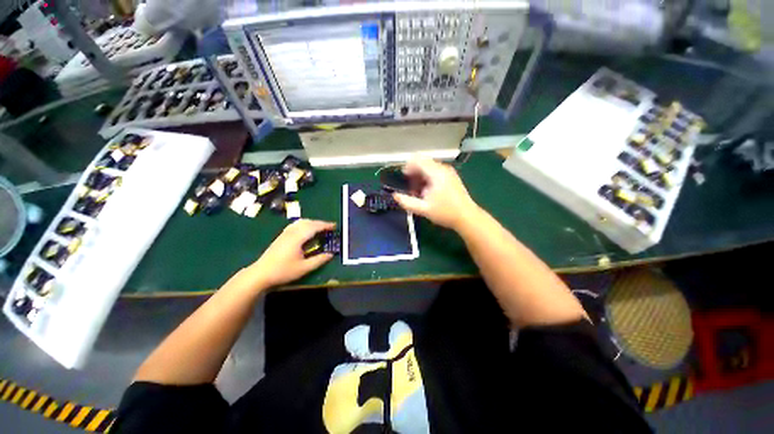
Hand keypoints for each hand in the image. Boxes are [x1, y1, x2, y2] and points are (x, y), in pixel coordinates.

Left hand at [247, 219, 335, 288]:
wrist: (260, 273)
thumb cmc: (283, 271)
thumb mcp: (304, 268)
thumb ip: (319, 260)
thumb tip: (331, 254)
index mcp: (297, 238)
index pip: (314, 227)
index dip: (325, 225)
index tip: (335, 226)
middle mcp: (291, 232)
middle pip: (308, 222)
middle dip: (320, 223)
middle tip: (329, 228)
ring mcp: (285, 233)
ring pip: (301, 222)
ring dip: (312, 223)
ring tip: (319, 228)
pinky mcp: (281, 236)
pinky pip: (296, 225)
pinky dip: (305, 224)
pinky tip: (306, 231)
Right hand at [392, 155, 480, 230]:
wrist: (467, 217)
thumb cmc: (445, 213)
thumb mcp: (424, 209)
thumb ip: (407, 202)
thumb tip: (394, 195)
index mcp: (436, 173)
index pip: (418, 159)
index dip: (407, 166)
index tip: (404, 178)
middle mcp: (443, 168)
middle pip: (423, 162)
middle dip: (414, 173)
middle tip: (411, 189)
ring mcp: (448, 172)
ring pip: (429, 167)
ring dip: (420, 176)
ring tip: (419, 192)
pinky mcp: (451, 177)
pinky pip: (435, 171)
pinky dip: (428, 178)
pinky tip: (428, 192)